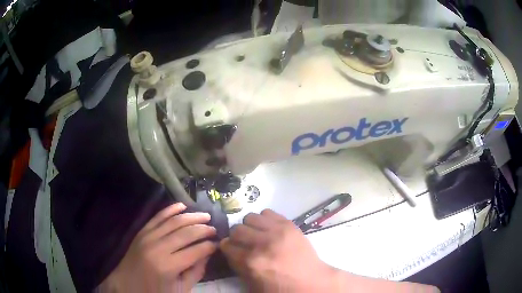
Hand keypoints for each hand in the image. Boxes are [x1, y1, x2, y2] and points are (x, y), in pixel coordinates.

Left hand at [99, 203, 216, 292]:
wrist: (126, 284)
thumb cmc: (155, 291)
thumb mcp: (180, 289)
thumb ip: (195, 272)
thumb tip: (207, 254)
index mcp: (168, 266)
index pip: (195, 251)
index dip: (209, 246)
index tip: (218, 243)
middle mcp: (158, 248)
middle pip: (186, 233)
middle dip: (203, 229)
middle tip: (214, 228)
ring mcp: (148, 237)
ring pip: (173, 221)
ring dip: (191, 216)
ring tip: (205, 216)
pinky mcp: (142, 231)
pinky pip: (158, 216)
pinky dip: (170, 209)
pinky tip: (182, 205)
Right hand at [220, 209, 334, 292]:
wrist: (310, 282)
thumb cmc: (280, 289)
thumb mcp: (251, 285)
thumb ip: (237, 266)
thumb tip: (230, 250)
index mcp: (250, 262)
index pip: (226, 245)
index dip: (227, 248)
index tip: (231, 250)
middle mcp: (261, 244)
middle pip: (236, 230)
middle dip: (237, 237)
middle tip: (244, 244)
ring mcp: (277, 232)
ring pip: (250, 218)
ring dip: (250, 227)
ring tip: (257, 235)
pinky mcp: (289, 225)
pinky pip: (267, 212)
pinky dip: (264, 220)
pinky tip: (268, 230)